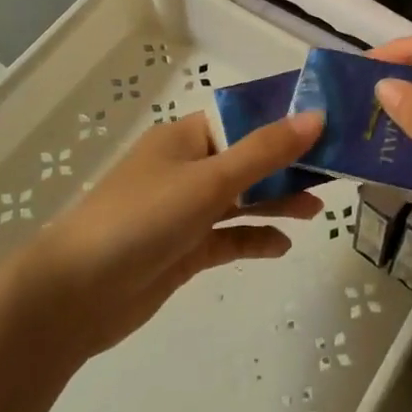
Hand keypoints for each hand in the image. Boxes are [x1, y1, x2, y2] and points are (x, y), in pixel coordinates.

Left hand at [18, 110, 324, 358]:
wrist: (75, 295)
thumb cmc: (142, 219)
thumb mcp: (209, 180)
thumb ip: (265, 151)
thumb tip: (317, 116)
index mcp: (187, 138)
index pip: (245, 118)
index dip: (286, 120)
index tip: (330, 125)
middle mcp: (188, 168)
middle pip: (249, 159)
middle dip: (289, 165)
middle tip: (336, 170)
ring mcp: (185, 211)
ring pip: (242, 199)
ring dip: (277, 202)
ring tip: (318, 210)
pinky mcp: (184, 250)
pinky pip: (229, 238)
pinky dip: (255, 239)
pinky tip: (283, 247)